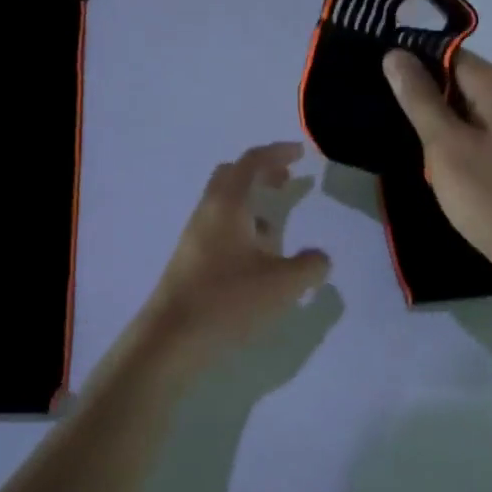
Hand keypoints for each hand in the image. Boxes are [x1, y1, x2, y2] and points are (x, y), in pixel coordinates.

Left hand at [133, 143, 330, 376]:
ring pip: (224, 204)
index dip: (278, 152)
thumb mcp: (283, 285)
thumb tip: (320, 258)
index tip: (301, 153)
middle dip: (261, 173)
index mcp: (228, 204)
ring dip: (251, 204)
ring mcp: (194, 236)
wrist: (171, 339)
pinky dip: (242, 228)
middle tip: (286, 181)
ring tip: (278, 228)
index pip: (252, 162)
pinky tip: (258, 259)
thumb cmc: (228, 301)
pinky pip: (219, 228)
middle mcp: (207, 212)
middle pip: (232, 176)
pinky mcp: (190, 259)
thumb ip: (310, 266)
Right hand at [383, 50, 491, 303]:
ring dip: (436, 122)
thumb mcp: (446, 146)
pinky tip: (436, 163)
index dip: (409, 65)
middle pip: (455, 78)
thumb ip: (419, 98)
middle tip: (381, 117)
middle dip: (420, 96)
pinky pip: (478, 130)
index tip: (373, 83)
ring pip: (465, 107)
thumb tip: (396, 54)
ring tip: (401, 140)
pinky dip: (455, 140)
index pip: (444, 53)